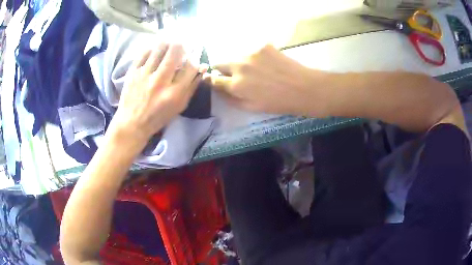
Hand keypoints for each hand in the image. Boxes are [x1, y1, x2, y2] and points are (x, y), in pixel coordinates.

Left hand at [108, 43, 200, 148]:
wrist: (132, 123)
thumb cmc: (158, 117)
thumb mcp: (179, 106)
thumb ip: (191, 87)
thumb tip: (202, 68)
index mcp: (174, 92)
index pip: (191, 66)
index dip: (195, 56)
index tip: (194, 53)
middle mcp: (160, 81)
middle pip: (175, 52)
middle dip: (181, 44)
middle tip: (181, 44)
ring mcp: (145, 75)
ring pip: (159, 48)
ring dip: (167, 43)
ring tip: (168, 44)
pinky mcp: (133, 72)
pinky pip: (144, 52)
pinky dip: (152, 49)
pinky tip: (154, 51)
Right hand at [204, 45, 322, 115]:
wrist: (304, 88)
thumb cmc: (279, 103)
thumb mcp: (252, 108)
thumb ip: (231, 99)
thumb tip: (219, 91)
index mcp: (236, 85)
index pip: (213, 79)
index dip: (213, 80)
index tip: (216, 81)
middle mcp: (239, 66)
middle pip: (219, 63)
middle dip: (222, 69)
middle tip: (234, 75)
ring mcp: (251, 53)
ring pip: (236, 56)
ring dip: (239, 62)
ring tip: (255, 70)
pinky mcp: (263, 46)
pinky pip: (251, 50)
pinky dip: (254, 57)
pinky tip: (267, 63)